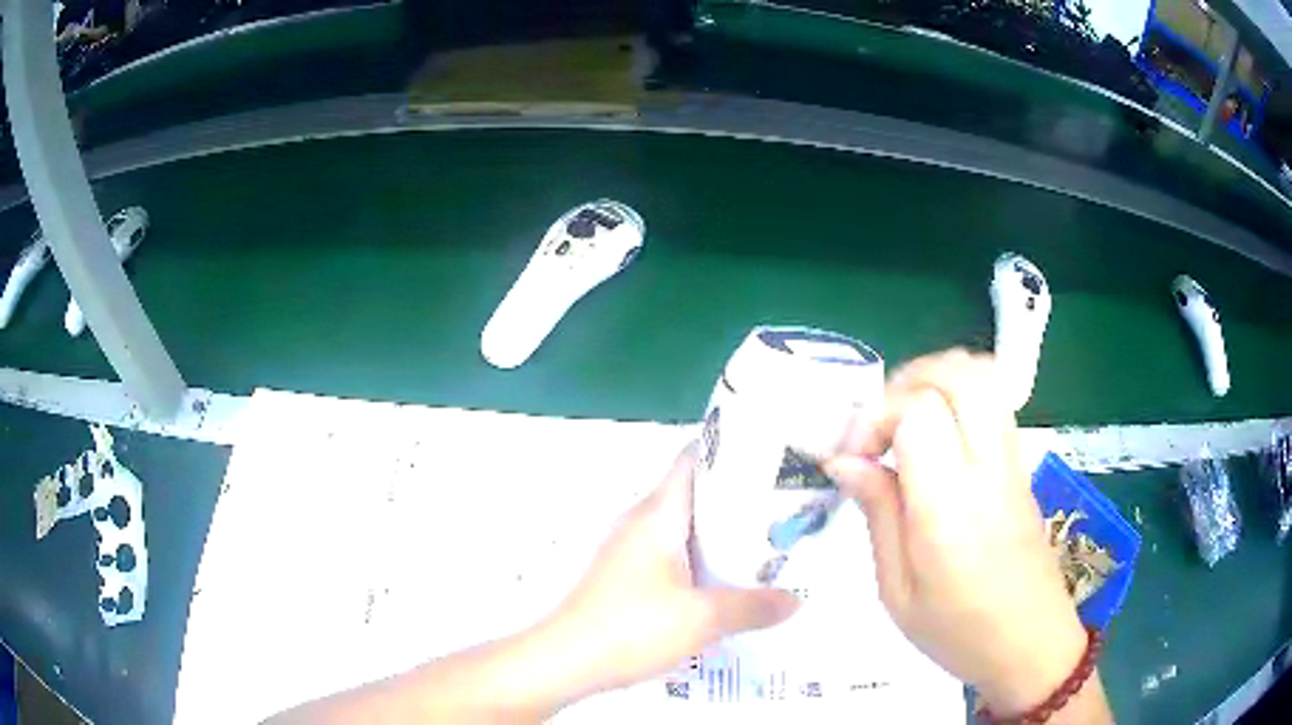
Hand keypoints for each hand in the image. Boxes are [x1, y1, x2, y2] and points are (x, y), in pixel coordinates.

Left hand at [539, 444, 800, 699]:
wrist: (565, 661)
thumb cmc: (632, 628)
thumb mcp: (703, 619)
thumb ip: (753, 606)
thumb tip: (796, 600)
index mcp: (658, 514)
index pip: (693, 459)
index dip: (732, 450)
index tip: (773, 456)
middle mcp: (641, 522)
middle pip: (695, 494)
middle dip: (740, 498)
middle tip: (786, 506)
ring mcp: (630, 550)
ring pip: (685, 529)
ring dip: (722, 534)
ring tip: (768, 543)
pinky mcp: (627, 577)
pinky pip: (673, 556)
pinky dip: (703, 560)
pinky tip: (729, 582)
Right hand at [824, 350, 1095, 715]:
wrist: (1031, 645)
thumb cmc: (957, 633)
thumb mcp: (897, 591)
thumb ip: (877, 515)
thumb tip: (845, 460)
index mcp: (950, 507)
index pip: (919, 412)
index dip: (875, 416)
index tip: (852, 455)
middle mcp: (988, 469)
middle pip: (960, 374)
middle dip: (909, 380)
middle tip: (879, 422)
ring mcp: (1013, 462)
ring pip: (985, 377)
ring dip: (937, 379)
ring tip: (906, 420)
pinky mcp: (1022, 467)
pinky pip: (995, 403)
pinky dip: (959, 396)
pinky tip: (937, 438)